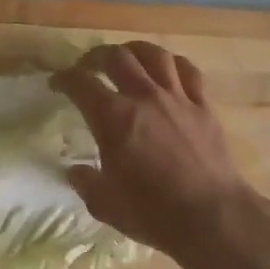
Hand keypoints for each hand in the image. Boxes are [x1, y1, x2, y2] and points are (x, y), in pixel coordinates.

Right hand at [51, 42, 264, 259]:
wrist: (212, 217)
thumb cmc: (153, 213)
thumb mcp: (105, 204)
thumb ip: (86, 183)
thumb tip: (75, 171)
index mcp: (113, 118)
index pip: (80, 83)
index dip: (64, 79)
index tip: (57, 84)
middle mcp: (143, 97)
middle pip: (116, 57)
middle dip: (96, 57)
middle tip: (89, 67)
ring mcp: (177, 98)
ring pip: (154, 55)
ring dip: (135, 51)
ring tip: (127, 57)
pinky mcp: (204, 106)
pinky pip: (188, 71)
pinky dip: (173, 64)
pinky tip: (168, 70)